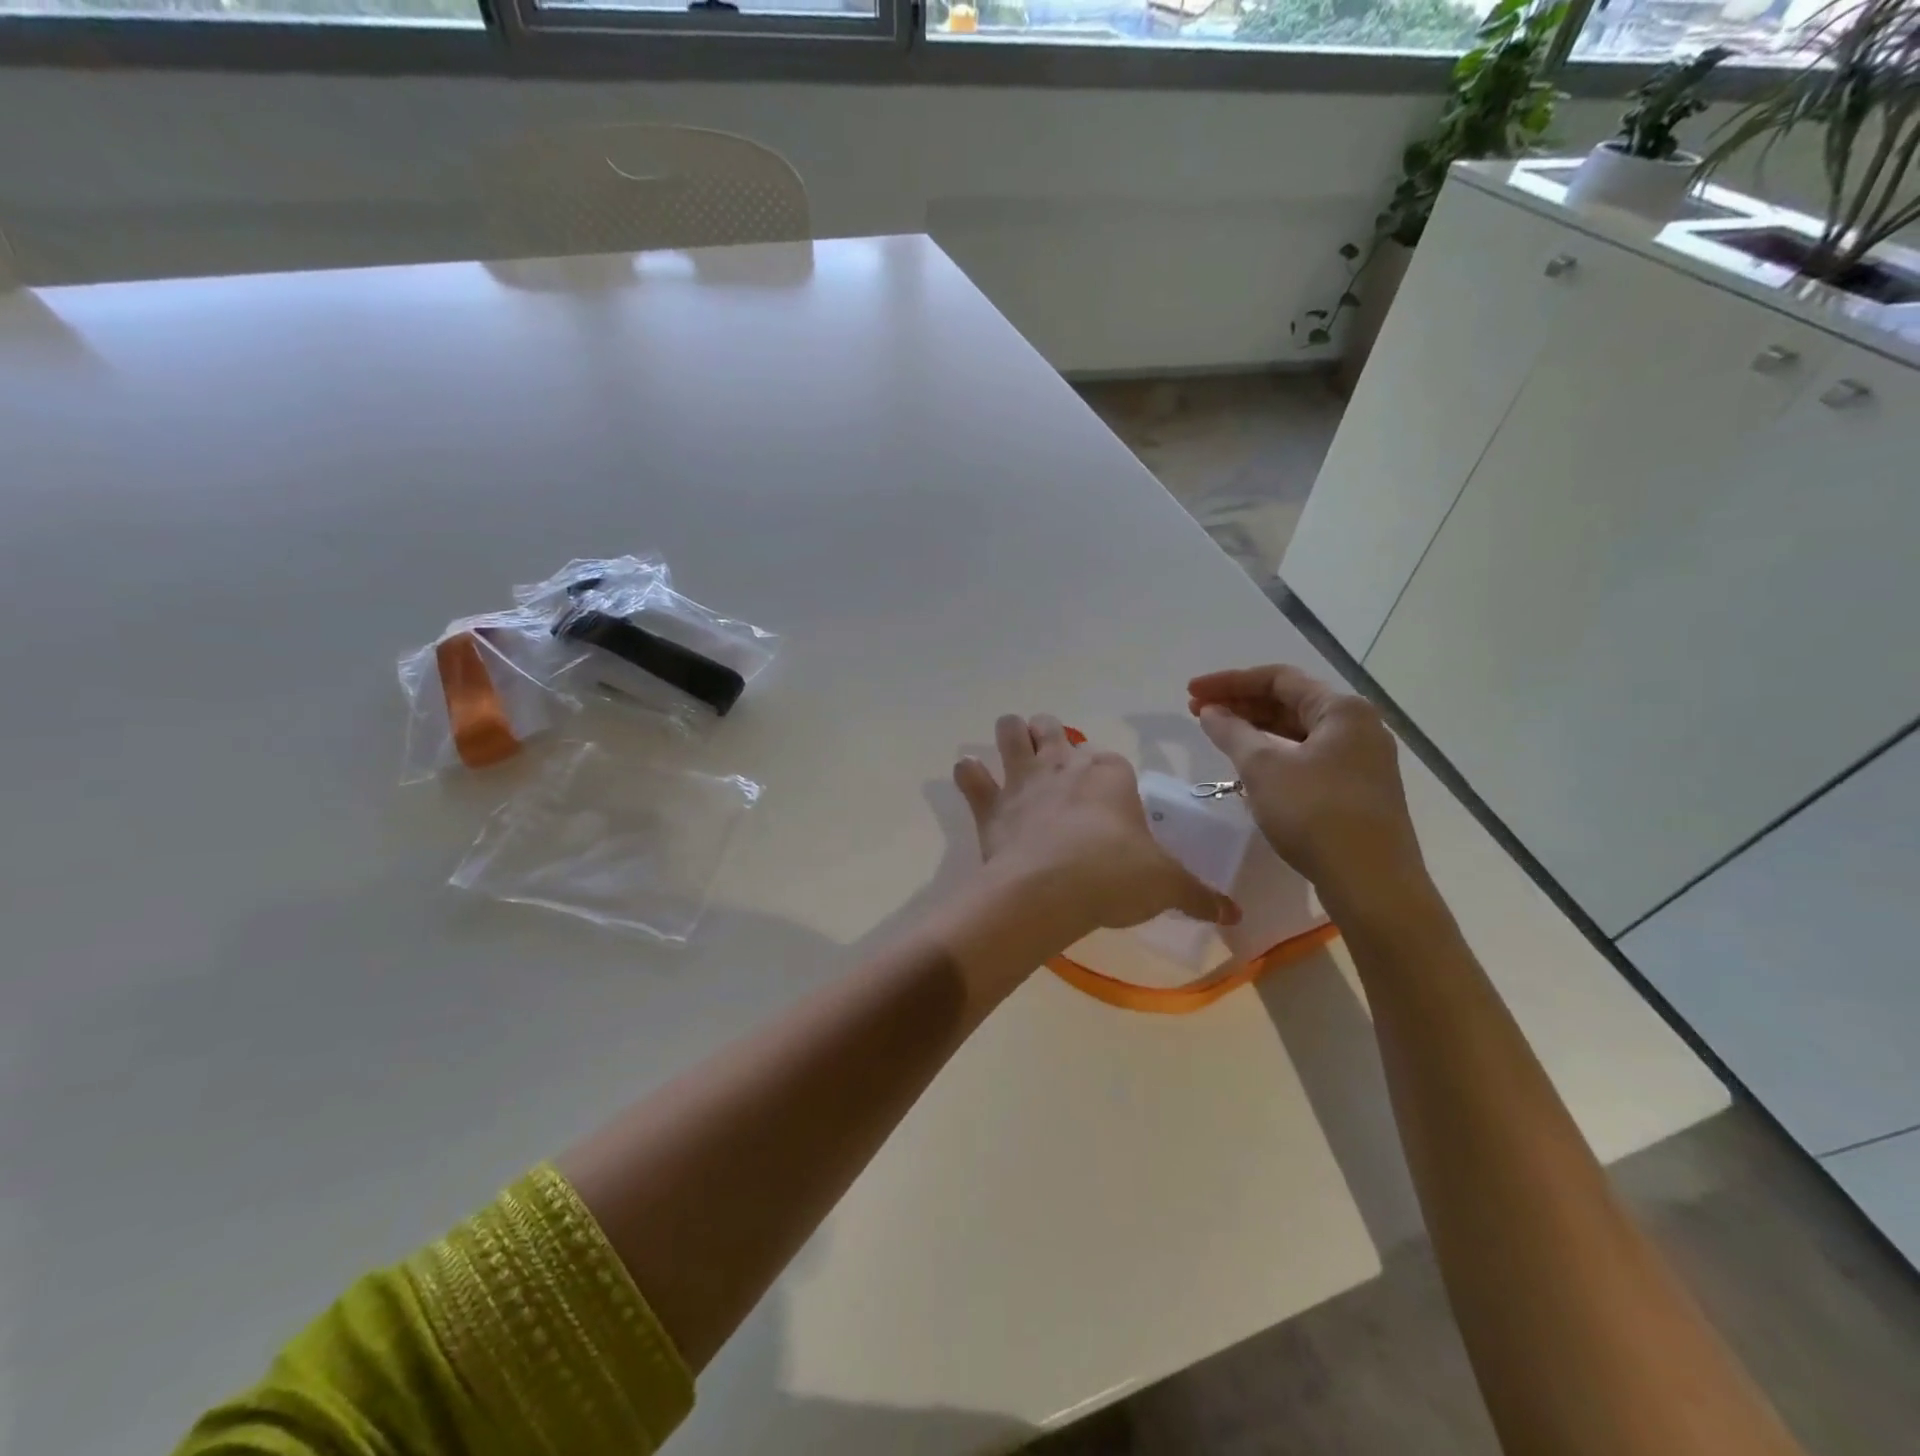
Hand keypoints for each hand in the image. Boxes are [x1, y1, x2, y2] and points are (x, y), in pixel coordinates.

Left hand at [954, 714, 1239, 939]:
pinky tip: (971, 778)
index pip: (1109, 759)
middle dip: (1051, 736)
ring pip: (1010, 730)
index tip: (1110, 801)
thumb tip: (1234, 913)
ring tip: (1013, 753)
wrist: (1050, 891)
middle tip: (1054, 763)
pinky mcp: (990, 803)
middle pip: (1052, 728)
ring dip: (1010, 736)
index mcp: (1109, 773)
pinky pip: (970, 775)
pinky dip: (969, 775)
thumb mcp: (1166, 886)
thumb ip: (1199, 895)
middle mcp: (1063, 764)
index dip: (1107, 774)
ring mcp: (1023, 779)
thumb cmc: (1115, 877)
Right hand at [1188, 666, 1426, 913]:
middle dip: (1241, 705)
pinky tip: (1250, 769)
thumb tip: (1210, 711)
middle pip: (1290, 702)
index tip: (1191, 692)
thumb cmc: (1316, 814)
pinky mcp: (1357, 790)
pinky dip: (1275, 755)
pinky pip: (1308, 758)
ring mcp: (1362, 760)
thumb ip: (1232, 733)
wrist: (1372, 883)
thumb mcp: (1264, 769)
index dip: (1229, 682)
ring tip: (1219, 737)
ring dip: (1256, 731)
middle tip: (1198, 713)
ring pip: (1298, 732)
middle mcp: (1358, 726)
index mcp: (1342, 710)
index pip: (1278, 678)